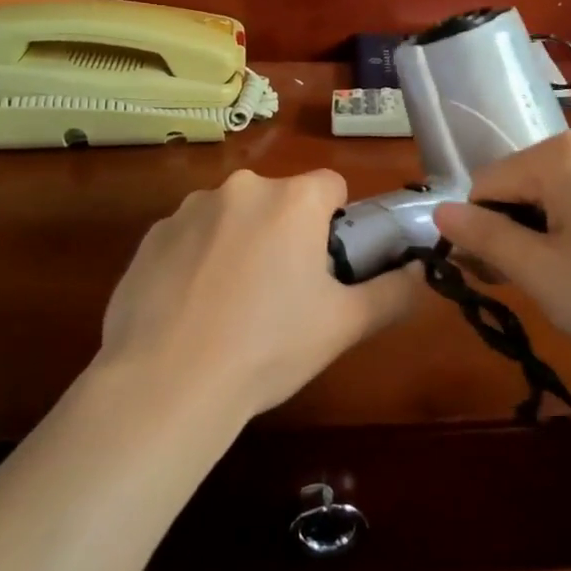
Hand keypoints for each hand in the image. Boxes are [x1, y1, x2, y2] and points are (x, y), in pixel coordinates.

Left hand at [99, 169, 421, 418]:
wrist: (167, 384)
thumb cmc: (269, 347)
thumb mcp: (345, 325)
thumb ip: (394, 292)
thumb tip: (420, 271)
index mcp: (292, 200)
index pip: (331, 186)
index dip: (336, 223)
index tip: (326, 266)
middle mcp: (241, 188)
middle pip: (280, 201)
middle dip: (287, 234)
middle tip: (283, 294)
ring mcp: (188, 209)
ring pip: (233, 216)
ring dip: (241, 243)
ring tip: (232, 306)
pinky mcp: (151, 236)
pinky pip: (190, 237)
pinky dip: (198, 260)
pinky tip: (192, 308)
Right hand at [434, 130, 570, 375]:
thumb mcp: (540, 273)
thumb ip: (484, 237)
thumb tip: (440, 212)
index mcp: (563, 153)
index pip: (488, 183)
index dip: (480, 232)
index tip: (497, 278)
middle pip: (527, 182)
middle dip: (517, 229)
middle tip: (536, 283)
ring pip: (564, 190)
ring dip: (552, 229)